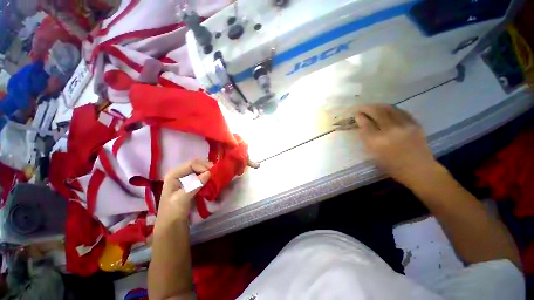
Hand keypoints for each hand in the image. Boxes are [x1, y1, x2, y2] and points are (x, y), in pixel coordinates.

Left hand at [157, 159, 211, 224]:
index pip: (192, 164)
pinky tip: (213, 181)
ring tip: (216, 177)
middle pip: (197, 165)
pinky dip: (208, 178)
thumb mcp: (182, 199)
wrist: (171, 226)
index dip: (203, 167)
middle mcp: (180, 174)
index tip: (212, 174)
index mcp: (174, 174)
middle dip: (207, 168)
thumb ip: (194, 185)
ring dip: (209, 172)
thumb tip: (209, 173)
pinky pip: (201, 177)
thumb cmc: (173, 212)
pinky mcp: (191, 185)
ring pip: (200, 170)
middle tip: (217, 173)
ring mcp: (186, 179)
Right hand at [355, 104, 440, 186]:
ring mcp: (404, 126)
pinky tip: (388, 109)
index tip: (357, 114)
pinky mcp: (414, 124)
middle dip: (367, 108)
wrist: (419, 169)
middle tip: (362, 108)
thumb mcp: (374, 154)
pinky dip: (392, 109)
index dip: (360, 117)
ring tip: (373, 106)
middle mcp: (390, 131)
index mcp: (377, 142)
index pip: (366, 124)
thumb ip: (367, 139)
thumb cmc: (392, 166)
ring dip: (379, 106)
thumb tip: (363, 126)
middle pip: (377, 113)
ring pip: (389, 109)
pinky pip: (401, 112)